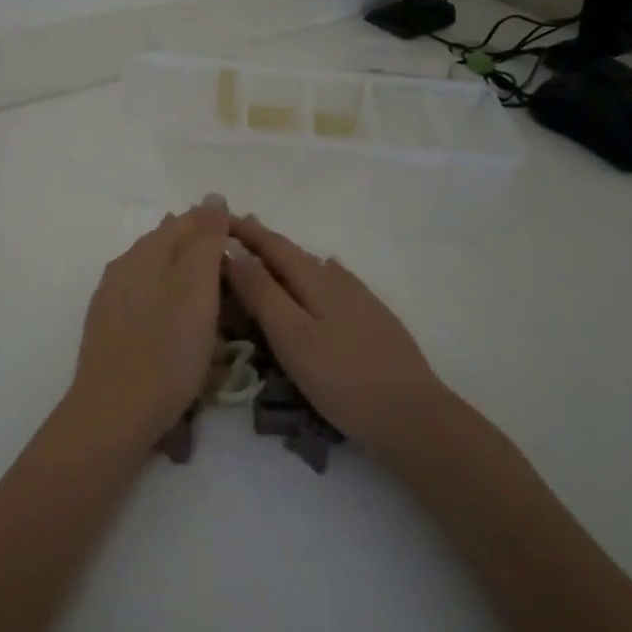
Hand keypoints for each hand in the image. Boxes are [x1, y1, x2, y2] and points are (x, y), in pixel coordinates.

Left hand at [67, 198, 230, 444]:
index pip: (187, 221)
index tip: (250, 249)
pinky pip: (149, 303)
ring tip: (218, 306)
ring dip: (189, 281)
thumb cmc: (165, 352)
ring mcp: (112, 300)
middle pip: (170, 246)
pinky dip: (173, 307)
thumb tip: (212, 198)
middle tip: (239, 281)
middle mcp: (122, 268)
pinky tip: (184, 327)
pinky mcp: (110, 331)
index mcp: (143, 253)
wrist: (113, 417)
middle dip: (204, 254)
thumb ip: (205, 241)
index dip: (220, 227)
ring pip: (158, 275)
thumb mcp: (196, 290)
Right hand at [224, 214, 460, 459]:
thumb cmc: (342, 378)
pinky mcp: (373, 320)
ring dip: (286, 260)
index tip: (218, 217)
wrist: (413, 414)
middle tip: (235, 232)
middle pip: (294, 253)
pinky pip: (335, 284)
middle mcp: (338, 280)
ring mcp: (360, 300)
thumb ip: (262, 293)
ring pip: (315, 268)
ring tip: (267, 256)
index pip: (272, 245)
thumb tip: (234, 251)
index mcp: (315, 280)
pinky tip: (324, 277)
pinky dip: (315, 275)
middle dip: (263, 242)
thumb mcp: (292, 336)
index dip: (244, 230)